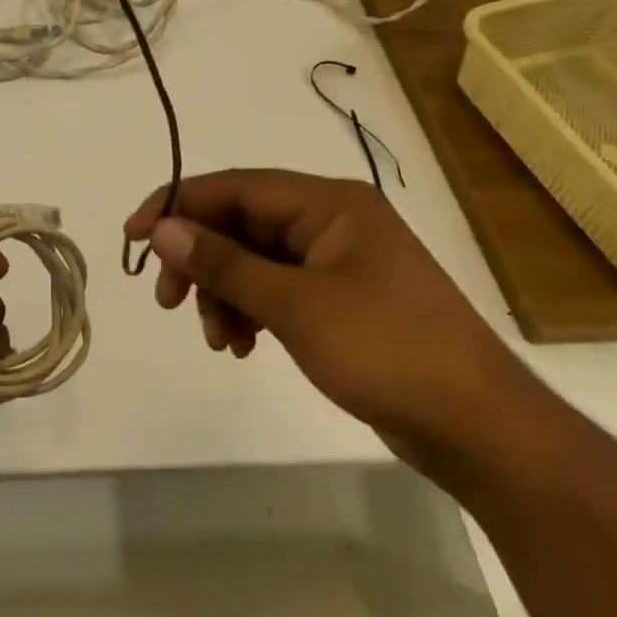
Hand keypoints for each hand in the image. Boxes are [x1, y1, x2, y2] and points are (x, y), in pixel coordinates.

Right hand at [124, 169, 539, 467]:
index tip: (134, 238)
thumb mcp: (295, 305)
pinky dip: (252, 311)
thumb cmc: (388, 351)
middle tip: (168, 300)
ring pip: (254, 260)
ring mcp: (338, 262)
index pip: (233, 187)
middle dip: (201, 260)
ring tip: (220, 340)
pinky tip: (244, 346)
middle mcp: (331, 221)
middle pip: (240, 223)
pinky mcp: (342, 300)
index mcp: (328, 203)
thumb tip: (162, 229)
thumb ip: (224, 263)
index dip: (177, 206)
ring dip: (225, 293)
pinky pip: (277, 290)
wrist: (482, 430)